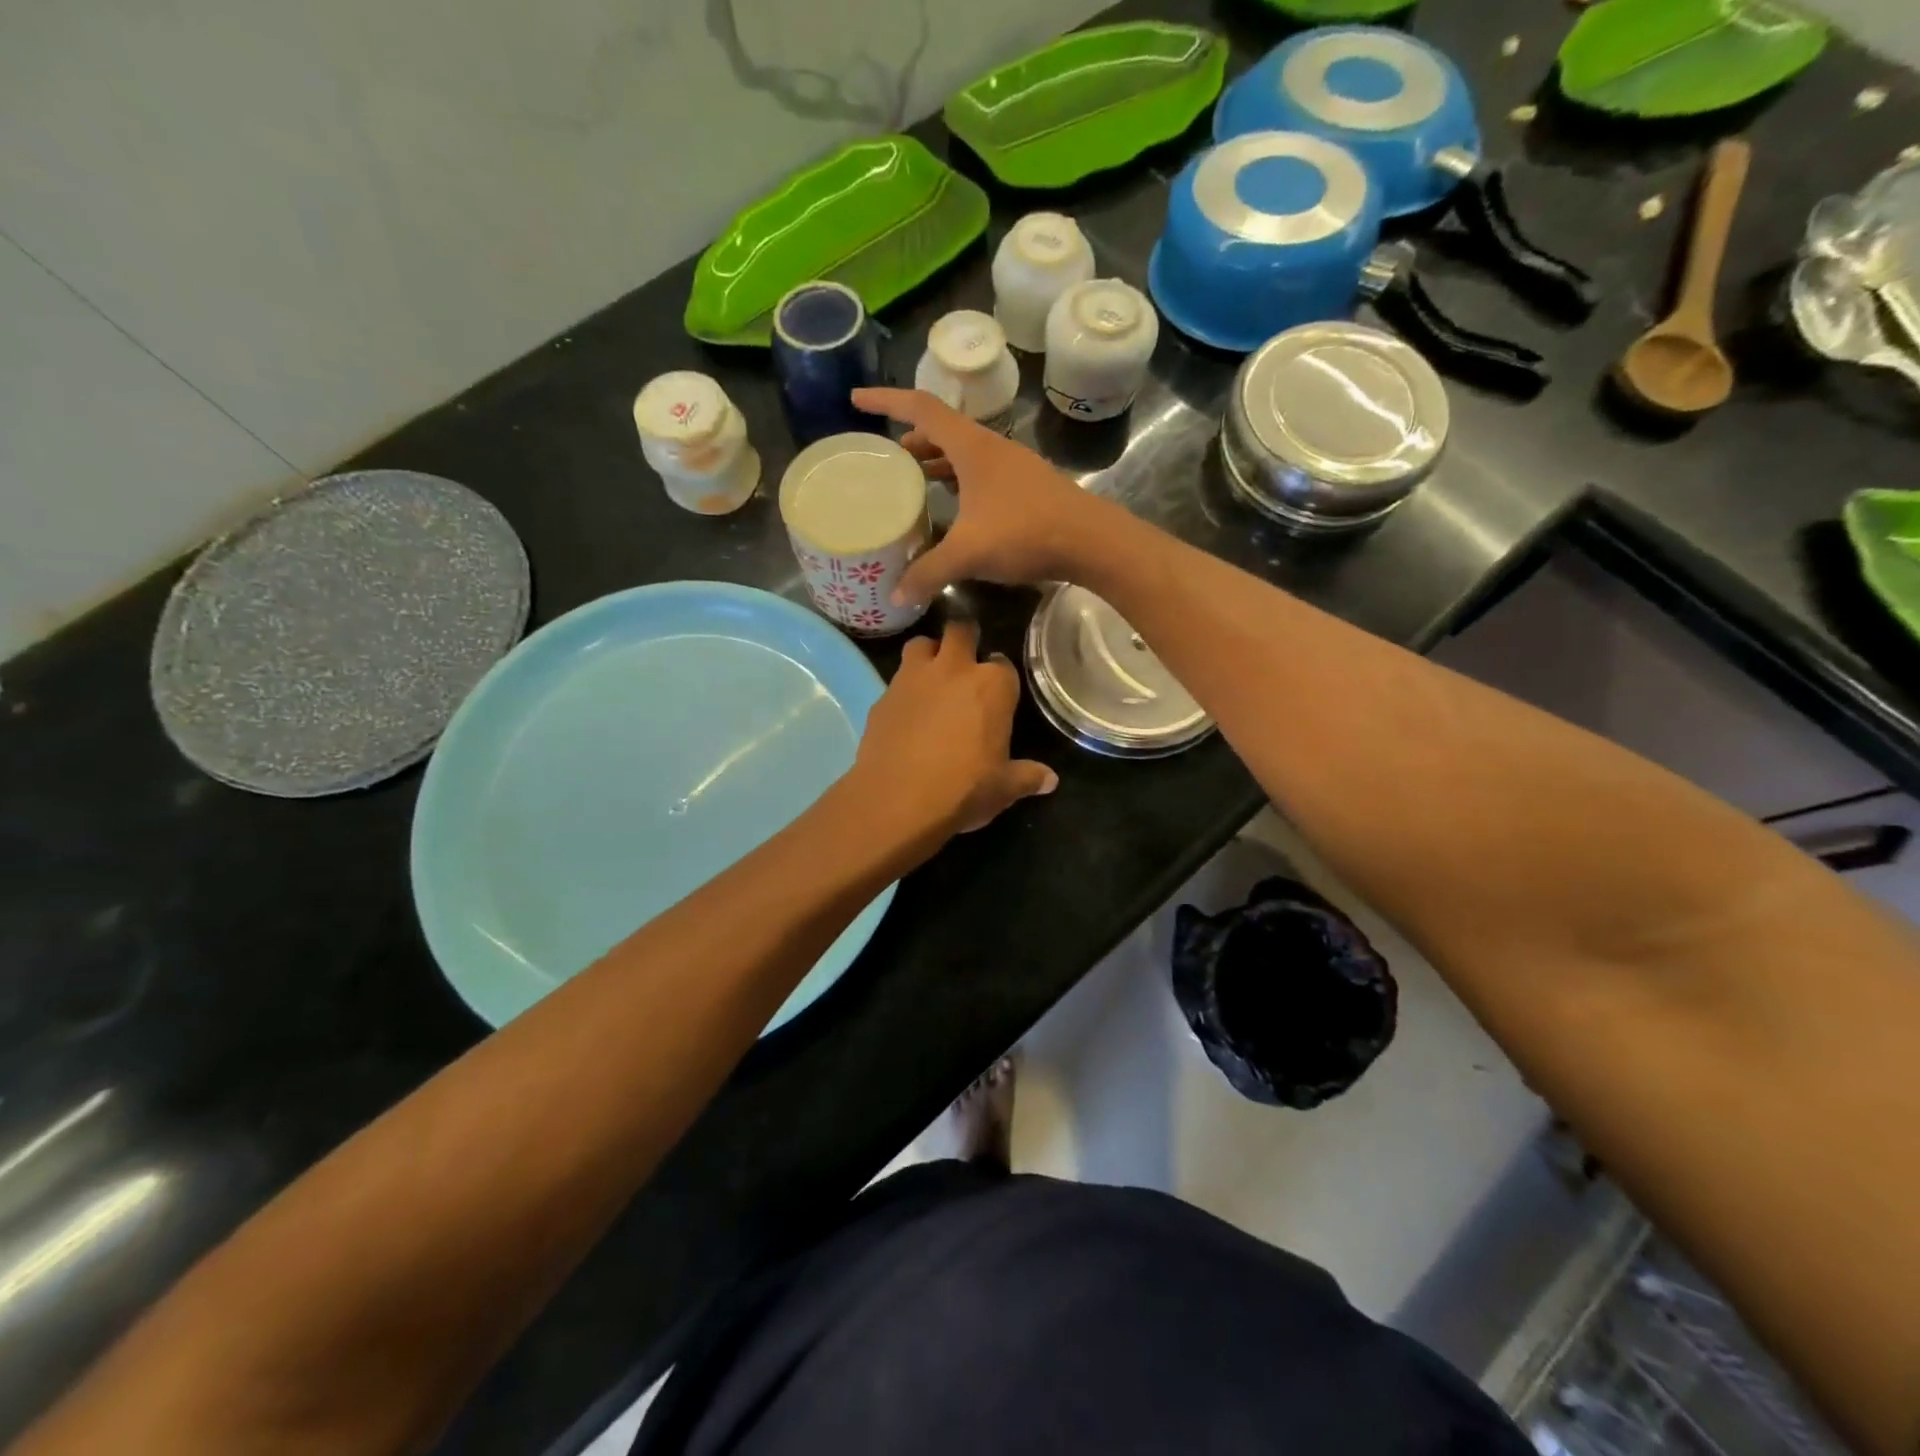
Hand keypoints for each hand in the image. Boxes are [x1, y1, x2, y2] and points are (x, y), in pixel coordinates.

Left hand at [848, 618, 1056, 844]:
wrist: (897, 801)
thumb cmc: (963, 790)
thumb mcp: (1003, 788)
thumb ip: (1027, 777)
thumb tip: (1050, 780)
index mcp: (992, 686)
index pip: (1003, 663)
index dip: (1001, 676)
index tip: (998, 692)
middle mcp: (953, 669)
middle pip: (960, 630)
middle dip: (965, 639)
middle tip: (966, 663)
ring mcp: (913, 678)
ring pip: (921, 644)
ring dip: (929, 654)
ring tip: (933, 678)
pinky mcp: (882, 696)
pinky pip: (896, 680)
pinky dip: (904, 689)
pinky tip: (907, 714)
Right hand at [852, 388, 1116, 606]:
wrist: (1092, 541)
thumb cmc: (1027, 532)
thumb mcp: (969, 552)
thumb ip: (928, 573)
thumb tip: (896, 595)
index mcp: (972, 446)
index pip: (921, 408)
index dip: (886, 400)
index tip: (856, 399)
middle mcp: (991, 448)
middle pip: (942, 429)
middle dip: (911, 437)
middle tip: (886, 455)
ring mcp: (1011, 467)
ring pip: (963, 453)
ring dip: (936, 460)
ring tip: (912, 477)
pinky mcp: (1025, 488)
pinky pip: (980, 474)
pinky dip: (958, 480)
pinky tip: (953, 506)